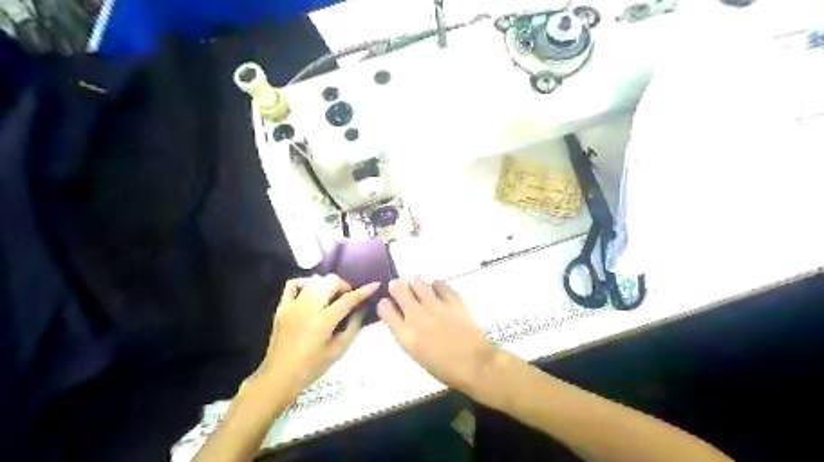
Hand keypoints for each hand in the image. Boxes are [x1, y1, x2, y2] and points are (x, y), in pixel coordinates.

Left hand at [257, 277, 379, 401]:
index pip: (349, 299)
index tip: (375, 285)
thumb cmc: (312, 367)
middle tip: (347, 297)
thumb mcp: (338, 350)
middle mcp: (309, 308)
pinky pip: (293, 284)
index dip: (364, 290)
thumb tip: (361, 308)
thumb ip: (352, 326)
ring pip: (314, 280)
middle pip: (330, 282)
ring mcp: (293, 305)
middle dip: (344, 285)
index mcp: (324, 320)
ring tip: (331, 295)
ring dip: (327, 284)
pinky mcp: (282, 307)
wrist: (279, 375)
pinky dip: (305, 283)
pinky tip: (310, 292)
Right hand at [378, 276, 494, 395]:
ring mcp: (435, 305)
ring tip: (416, 283)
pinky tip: (436, 288)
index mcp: (405, 334)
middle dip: (397, 286)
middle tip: (399, 287)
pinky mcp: (452, 299)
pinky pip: (440, 284)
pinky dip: (436, 285)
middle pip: (399, 290)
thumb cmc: (444, 368)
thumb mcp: (416, 354)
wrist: (474, 364)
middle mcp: (416, 315)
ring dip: (415, 282)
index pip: (385, 309)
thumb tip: (404, 320)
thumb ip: (407, 335)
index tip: (388, 303)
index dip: (385, 304)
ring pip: (418, 283)